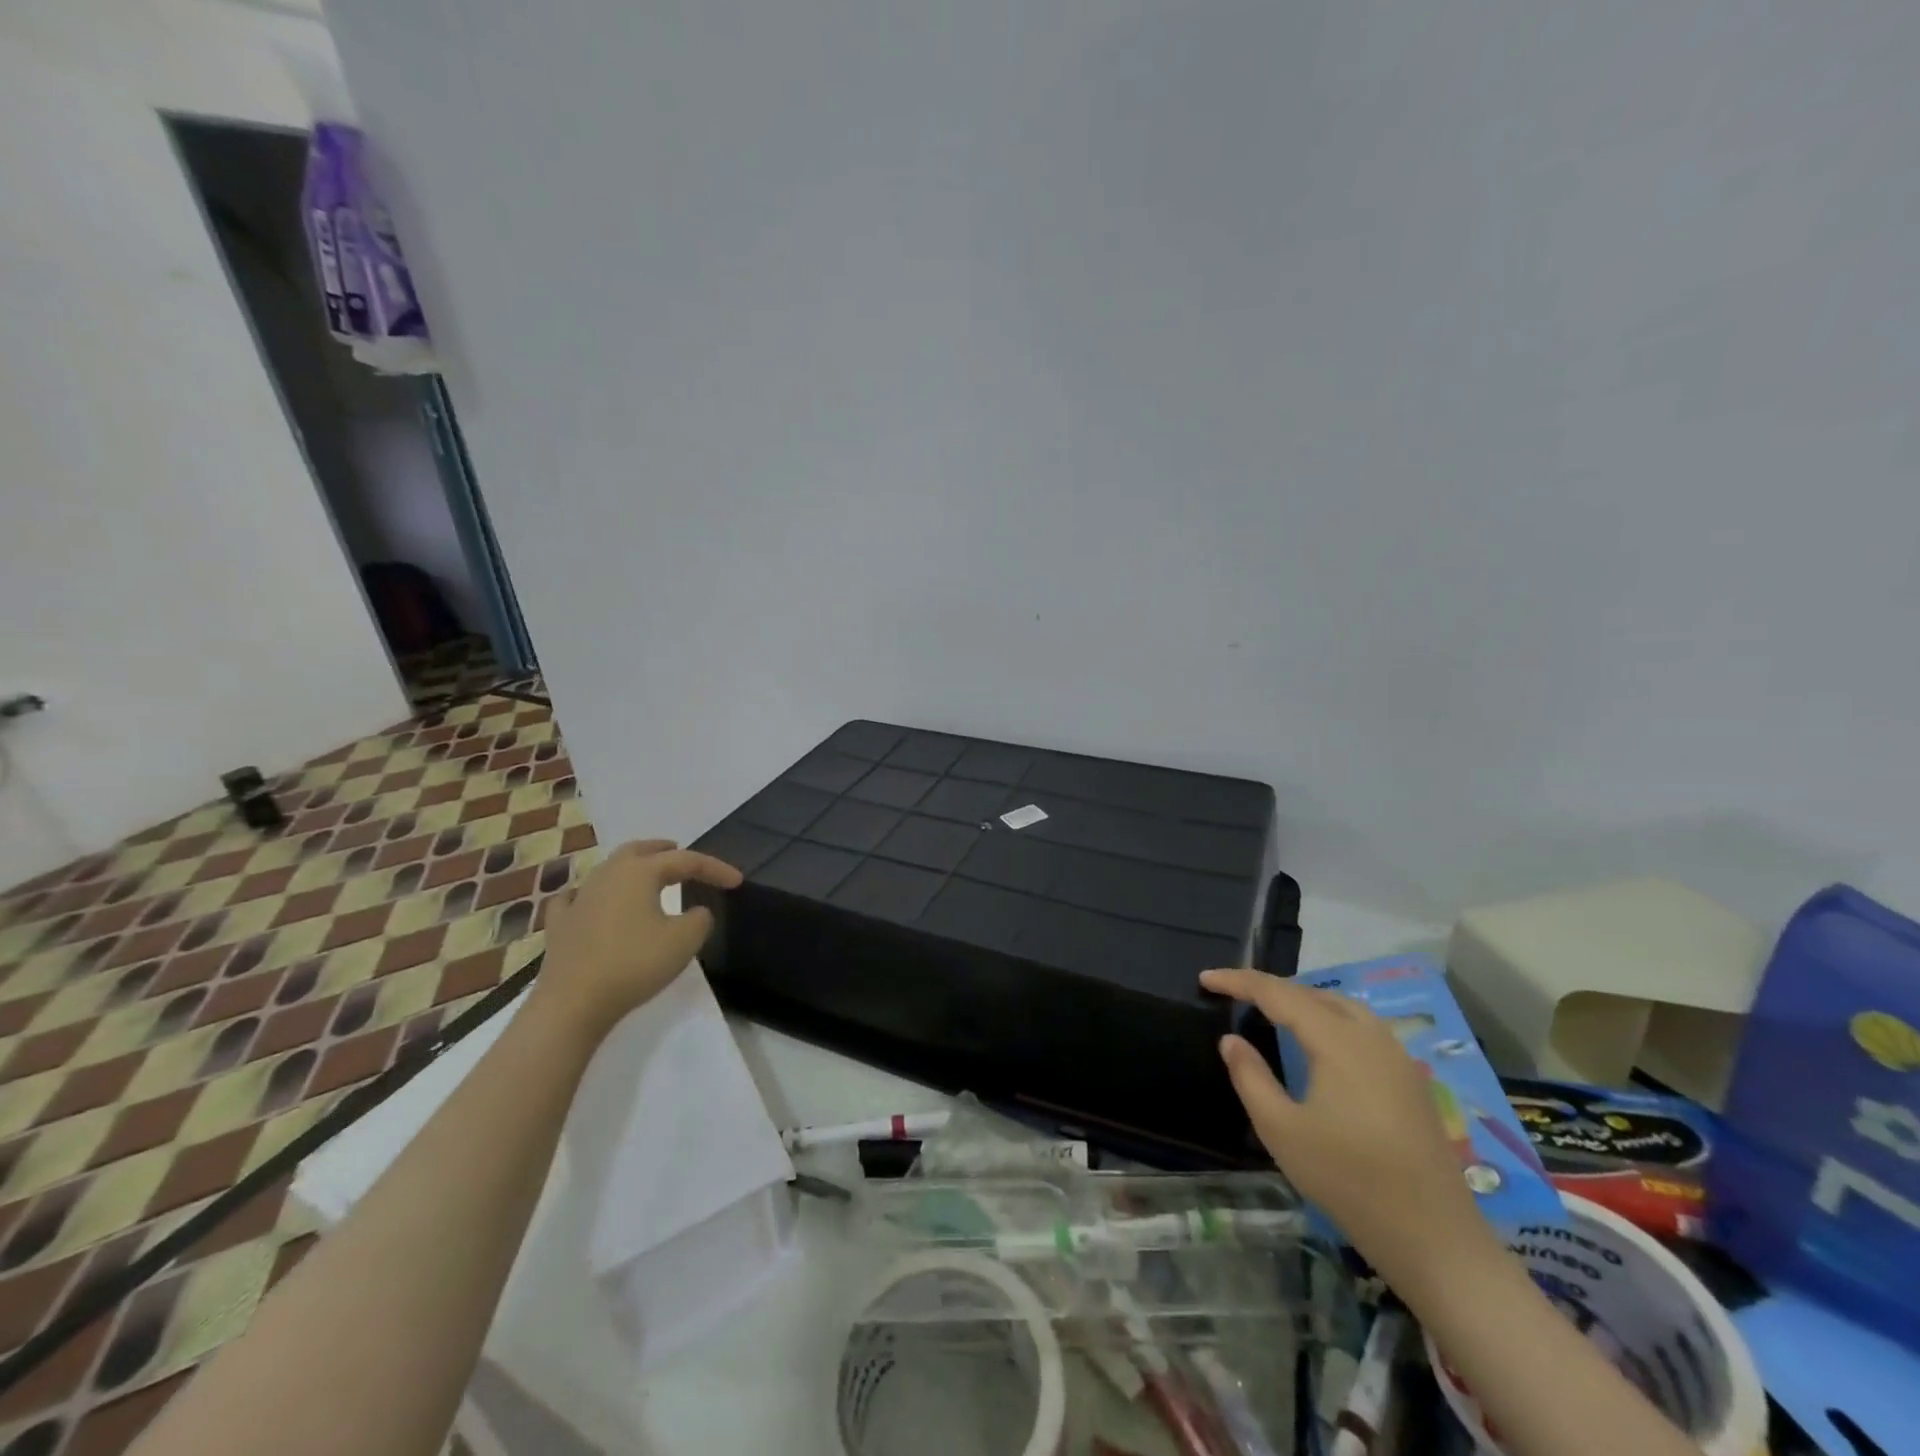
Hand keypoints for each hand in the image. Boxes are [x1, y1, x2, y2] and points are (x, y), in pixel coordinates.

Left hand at [533, 838, 742, 1036]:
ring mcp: (578, 898)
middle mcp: (607, 875)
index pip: (685, 860)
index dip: (715, 868)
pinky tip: (589, 900)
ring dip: (631, 868)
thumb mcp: (684, 941)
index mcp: (639, 872)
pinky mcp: (559, 925)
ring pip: (608, 870)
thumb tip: (695, 912)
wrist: (573, 1003)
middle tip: (680, 854)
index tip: (737, 881)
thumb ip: (699, 919)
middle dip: (663, 850)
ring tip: (647, 877)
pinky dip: (588, 894)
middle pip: (639, 851)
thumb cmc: (634, 964)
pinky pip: (574, 898)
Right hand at [1200, 967, 1501, 1291]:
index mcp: (1337, 1041)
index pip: (1278, 993)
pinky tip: (1318, 1041)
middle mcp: (1370, 1036)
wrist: (1435, 1239)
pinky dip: (1328, 1018)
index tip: (1206, 978)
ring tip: (1271, 1009)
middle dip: (1270, 987)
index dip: (1239, 981)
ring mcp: (1396, 1056)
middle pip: (1312, 993)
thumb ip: (1250, 1077)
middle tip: (1233, 993)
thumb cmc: (1349, 1181)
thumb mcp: (1281, 1131)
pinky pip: (1361, 1027)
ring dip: (1301, 1000)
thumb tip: (1231, 1040)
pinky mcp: (1410, 1079)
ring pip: (1341, 1006)